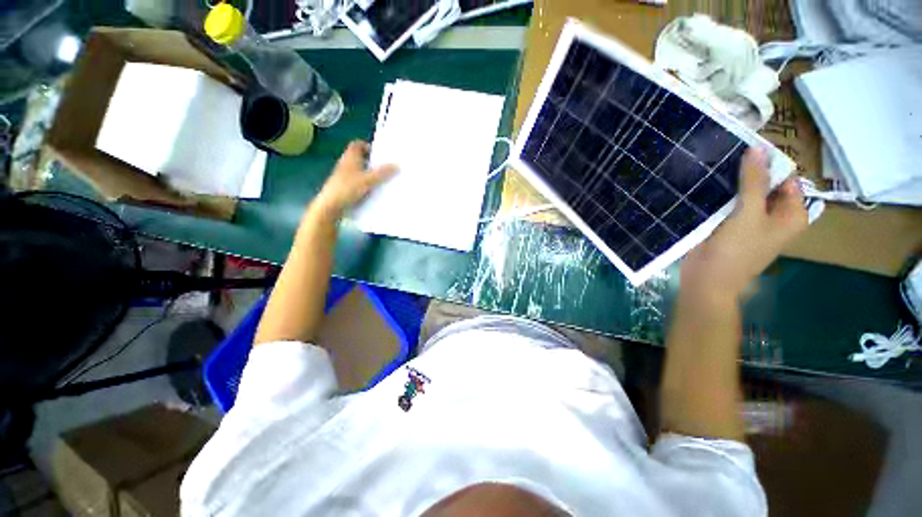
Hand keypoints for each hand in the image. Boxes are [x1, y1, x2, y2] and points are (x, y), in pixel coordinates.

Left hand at [312, 140, 397, 217]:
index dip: (367, 146)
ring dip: (369, 174)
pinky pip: (357, 182)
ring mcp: (344, 176)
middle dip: (371, 162)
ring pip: (358, 171)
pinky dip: (365, 184)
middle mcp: (345, 164)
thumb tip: (398, 164)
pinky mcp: (344, 187)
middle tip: (384, 167)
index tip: (379, 154)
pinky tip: (374, 191)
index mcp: (350, 157)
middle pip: (359, 158)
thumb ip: (383, 173)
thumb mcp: (368, 180)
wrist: (331, 206)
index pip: (357, 144)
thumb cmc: (348, 188)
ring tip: (382, 180)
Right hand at [680, 148, 807, 301]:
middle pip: (765, 185)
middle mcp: (774, 216)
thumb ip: (754, 182)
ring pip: (744, 194)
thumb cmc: (735, 252)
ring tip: (714, 165)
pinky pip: (728, 204)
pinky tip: (706, 184)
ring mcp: (749, 222)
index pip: (786, 178)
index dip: (769, 163)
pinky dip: (720, 195)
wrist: (705, 281)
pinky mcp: (728, 226)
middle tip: (727, 154)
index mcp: (791, 214)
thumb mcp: (749, 214)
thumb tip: (756, 149)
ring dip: (731, 183)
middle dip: (748, 172)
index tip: (746, 147)